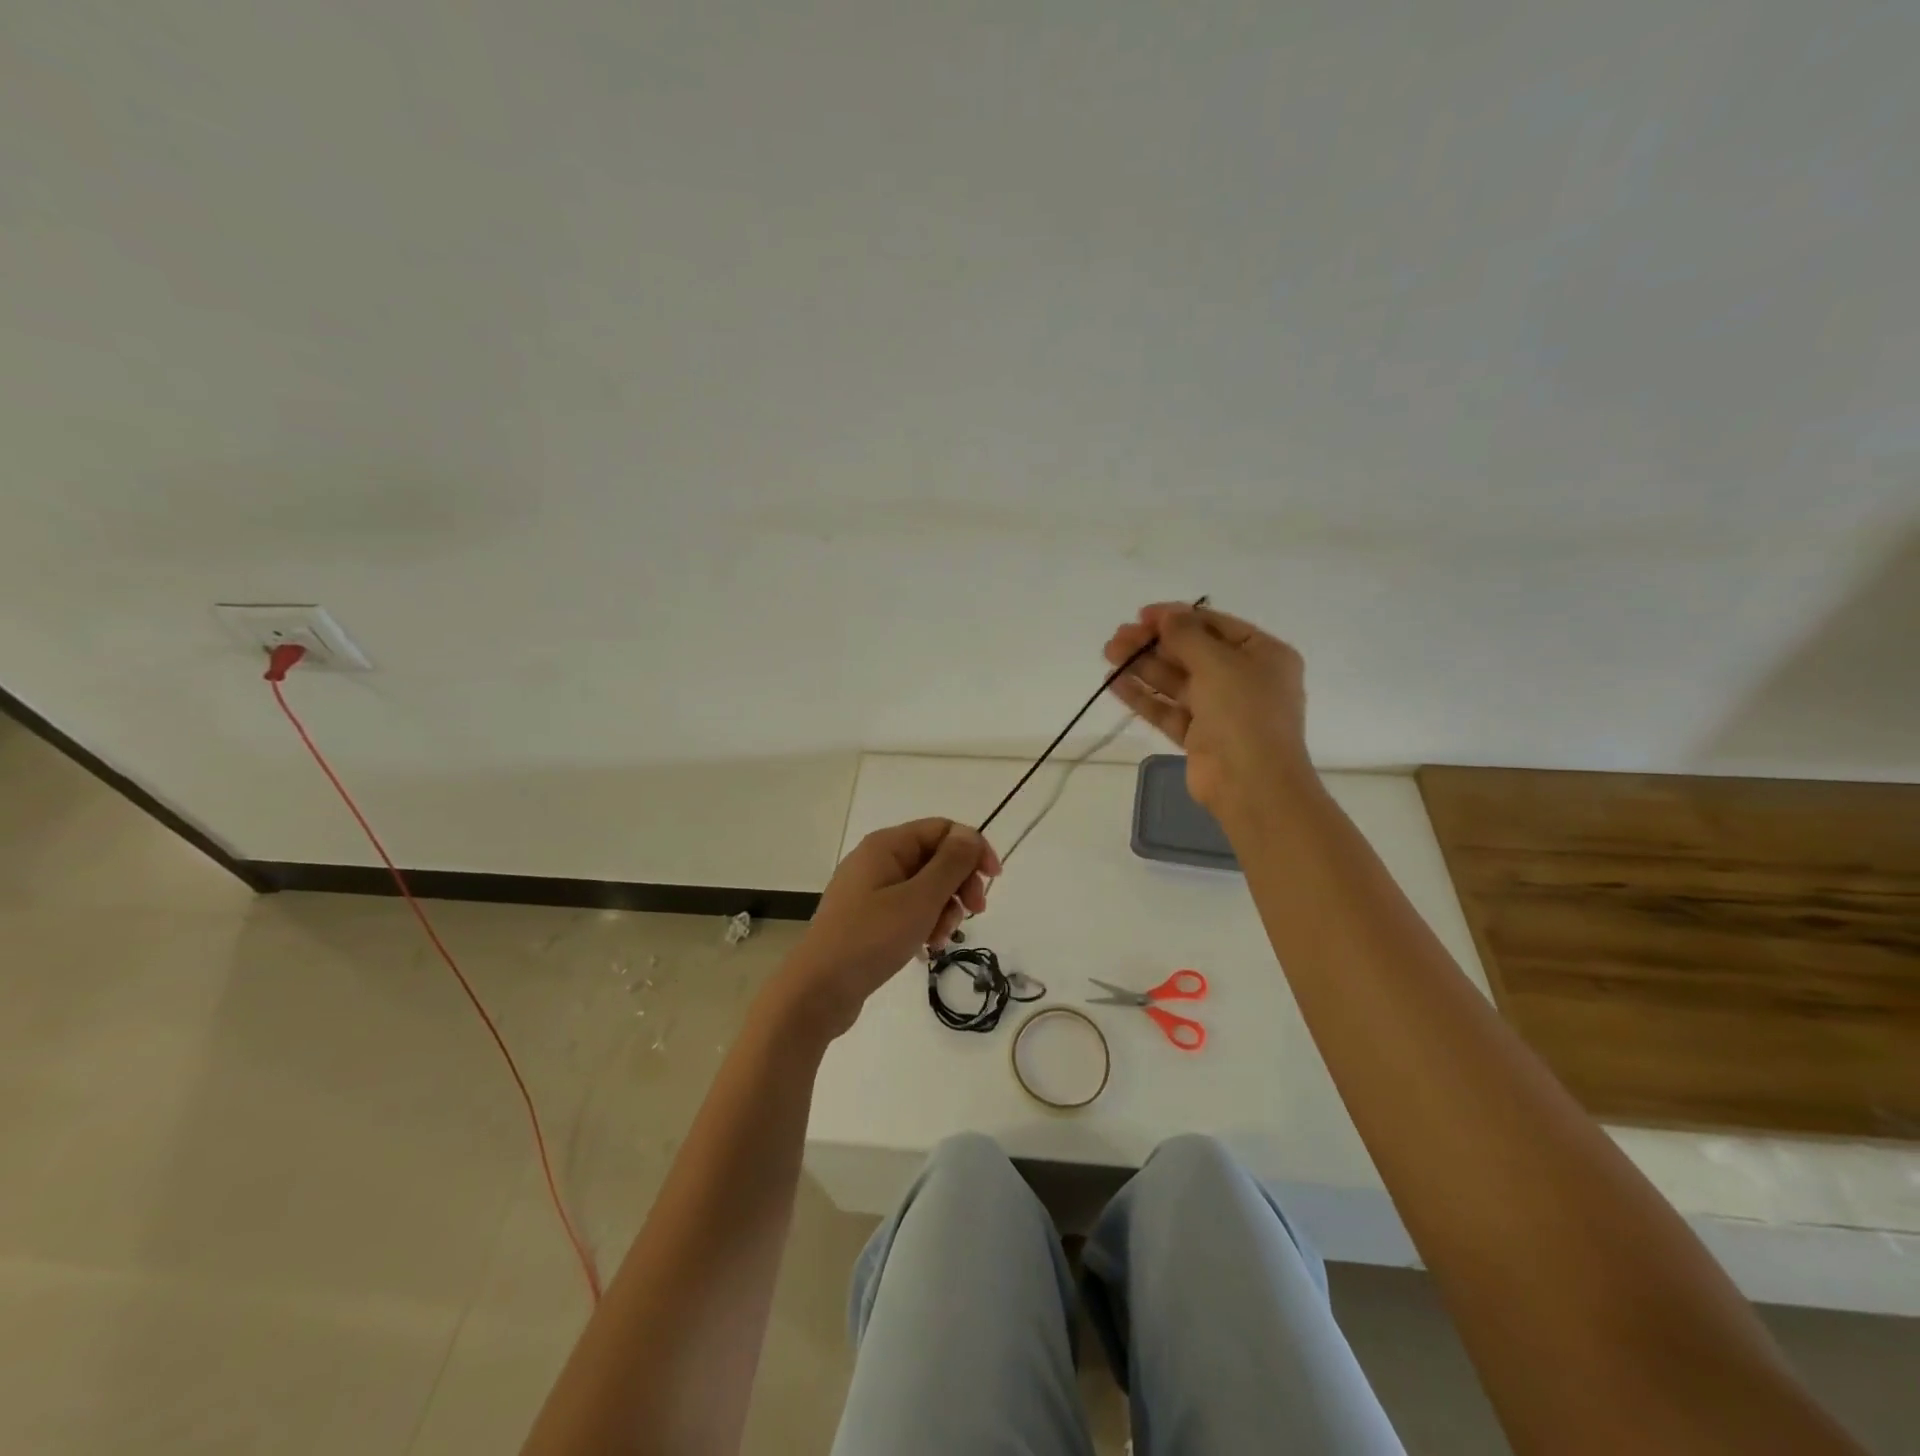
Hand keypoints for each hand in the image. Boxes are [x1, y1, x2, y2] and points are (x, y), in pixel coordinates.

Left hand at [771, 818, 1000, 1039]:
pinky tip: (926, 948)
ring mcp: (871, 890)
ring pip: (925, 887)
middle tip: (973, 913)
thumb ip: (950, 864)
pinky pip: (909, 909)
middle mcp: (878, 860)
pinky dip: (924, 923)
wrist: (817, 991)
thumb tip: (970, 835)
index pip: (943, 829)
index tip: (993, 880)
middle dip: (960, 884)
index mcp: (887, 845)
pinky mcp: (869, 918)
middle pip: (936, 857)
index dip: (973, 849)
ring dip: (944, 910)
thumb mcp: (919, 899)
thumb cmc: (870, 939)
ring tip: (939, 939)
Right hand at [1103, 603, 1310, 819]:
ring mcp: (1221, 710)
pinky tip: (1114, 683)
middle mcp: (1244, 679)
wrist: (1252, 784)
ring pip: (1176, 681)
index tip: (1141, 615)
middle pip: (1192, 653)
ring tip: (1108, 654)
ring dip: (1143, 666)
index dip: (1177, 617)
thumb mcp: (1218, 662)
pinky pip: (1168, 710)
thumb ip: (1187, 635)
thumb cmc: (1244, 712)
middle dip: (1153, 644)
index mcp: (1263, 654)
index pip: (1215, 625)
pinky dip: (1143, 697)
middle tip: (1117, 638)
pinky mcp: (1199, 737)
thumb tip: (1166, 615)